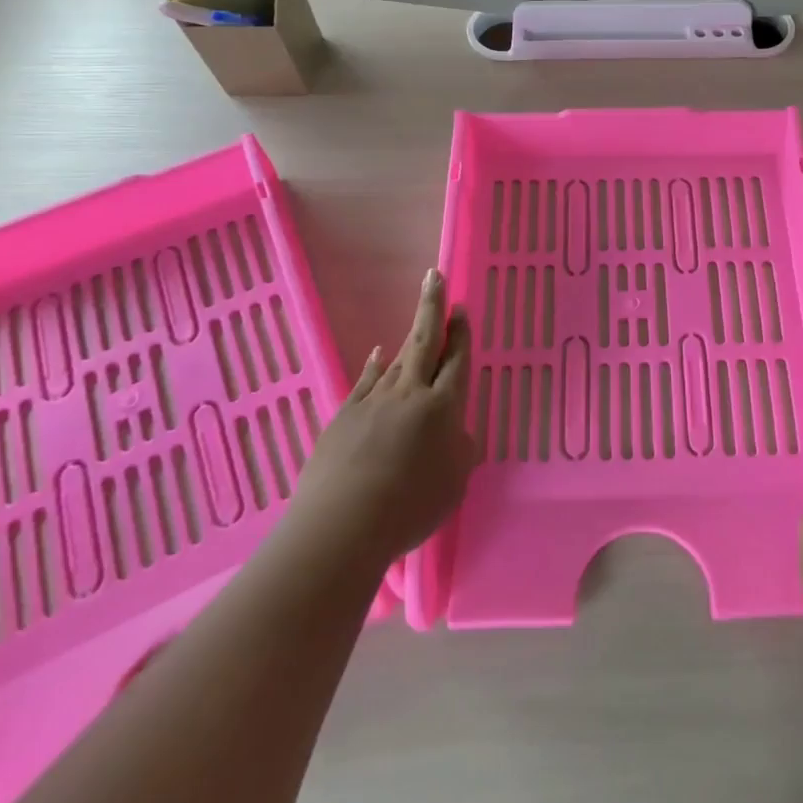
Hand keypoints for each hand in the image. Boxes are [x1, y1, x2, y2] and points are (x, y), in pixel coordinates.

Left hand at [288, 269, 476, 569]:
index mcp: (443, 407)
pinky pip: (366, 380)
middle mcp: (410, 393)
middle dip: (432, 308)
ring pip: (396, 360)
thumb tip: (454, 433)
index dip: (460, 334)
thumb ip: (459, 451)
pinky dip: (375, 365)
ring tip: (418, 321)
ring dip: (409, 339)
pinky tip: (377, 355)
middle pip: (424, 342)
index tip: (460, 310)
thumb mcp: (453, 483)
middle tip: (435, 277)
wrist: (342, 524)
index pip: (456, 361)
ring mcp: (373, 400)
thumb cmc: (410, 507)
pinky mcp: (344, 415)